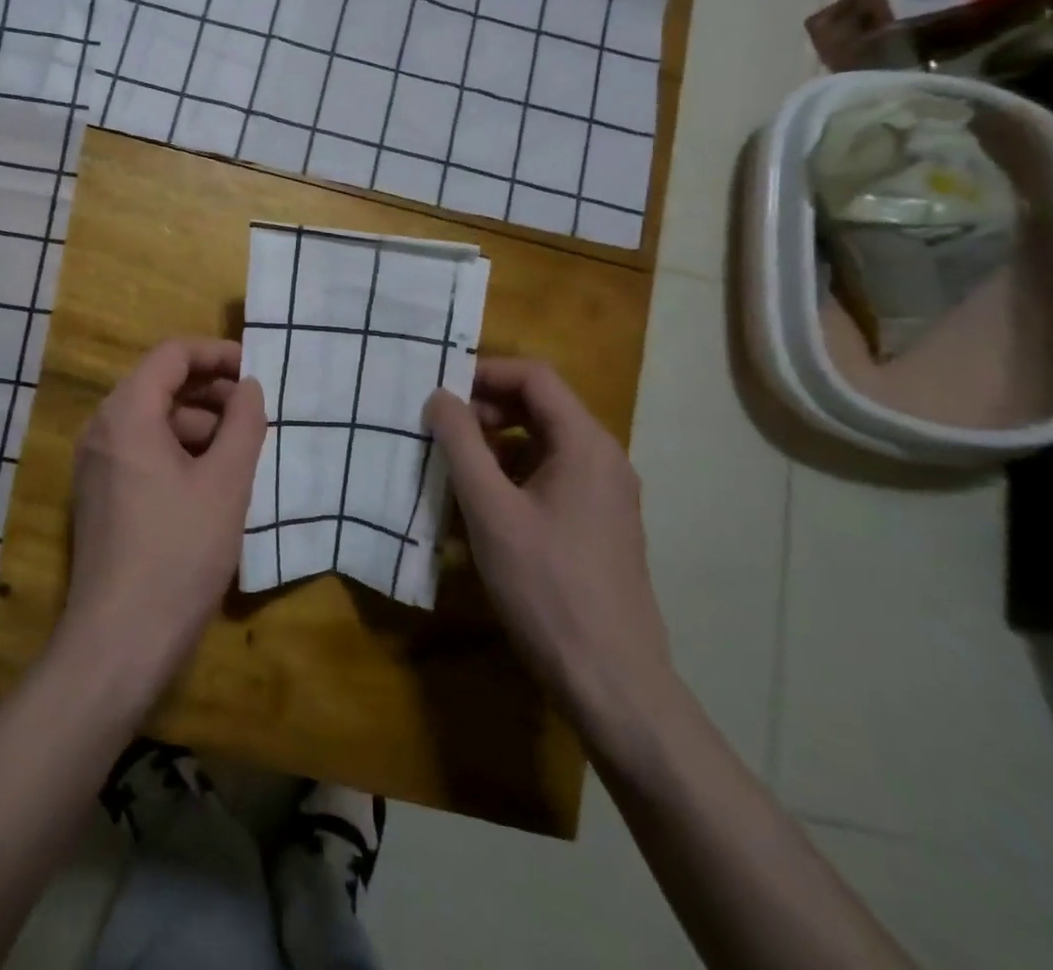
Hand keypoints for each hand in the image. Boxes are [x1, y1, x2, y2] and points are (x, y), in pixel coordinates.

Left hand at [59, 337, 266, 696]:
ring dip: (199, 425)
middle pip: (160, 385)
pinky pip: (142, 452)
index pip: (172, 355)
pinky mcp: (100, 495)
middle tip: (255, 414)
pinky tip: (212, 482)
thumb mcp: (226, 483)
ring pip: (153, 421)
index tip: (256, 371)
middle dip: (211, 392)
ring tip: (241, 451)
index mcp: (127, 414)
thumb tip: (250, 388)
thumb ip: (243, 424)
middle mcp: (102, 429)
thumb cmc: (178, 553)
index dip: (217, 354)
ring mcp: (96, 464)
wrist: (119, 642)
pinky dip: (179, 452)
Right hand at [426, 358, 674, 738]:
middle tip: (442, 430)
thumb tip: (440, 396)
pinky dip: (514, 472)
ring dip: (497, 441)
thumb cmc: (546, 586)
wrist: (611, 680)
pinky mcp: (600, 524)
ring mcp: (606, 493)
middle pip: (541, 406)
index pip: (534, 377)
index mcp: (585, 443)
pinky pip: (553, 475)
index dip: (484, 373)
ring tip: (455, 466)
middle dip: (487, 407)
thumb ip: (460, 443)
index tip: (440, 391)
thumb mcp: (489, 509)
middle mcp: (604, 458)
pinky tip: (484, 504)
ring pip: (544, 442)